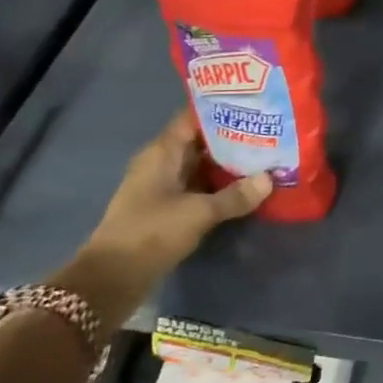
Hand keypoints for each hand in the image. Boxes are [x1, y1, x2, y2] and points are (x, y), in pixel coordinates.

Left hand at [57, 110, 271, 324]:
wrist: (112, 278)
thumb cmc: (151, 232)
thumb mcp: (199, 213)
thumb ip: (235, 196)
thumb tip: (270, 179)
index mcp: (162, 152)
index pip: (193, 118)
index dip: (221, 109)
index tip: (253, 104)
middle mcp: (161, 163)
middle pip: (200, 141)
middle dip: (232, 136)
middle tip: (268, 131)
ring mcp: (163, 187)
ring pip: (201, 166)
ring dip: (228, 163)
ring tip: (265, 156)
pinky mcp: (167, 208)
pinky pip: (198, 187)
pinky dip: (219, 185)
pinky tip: (246, 187)